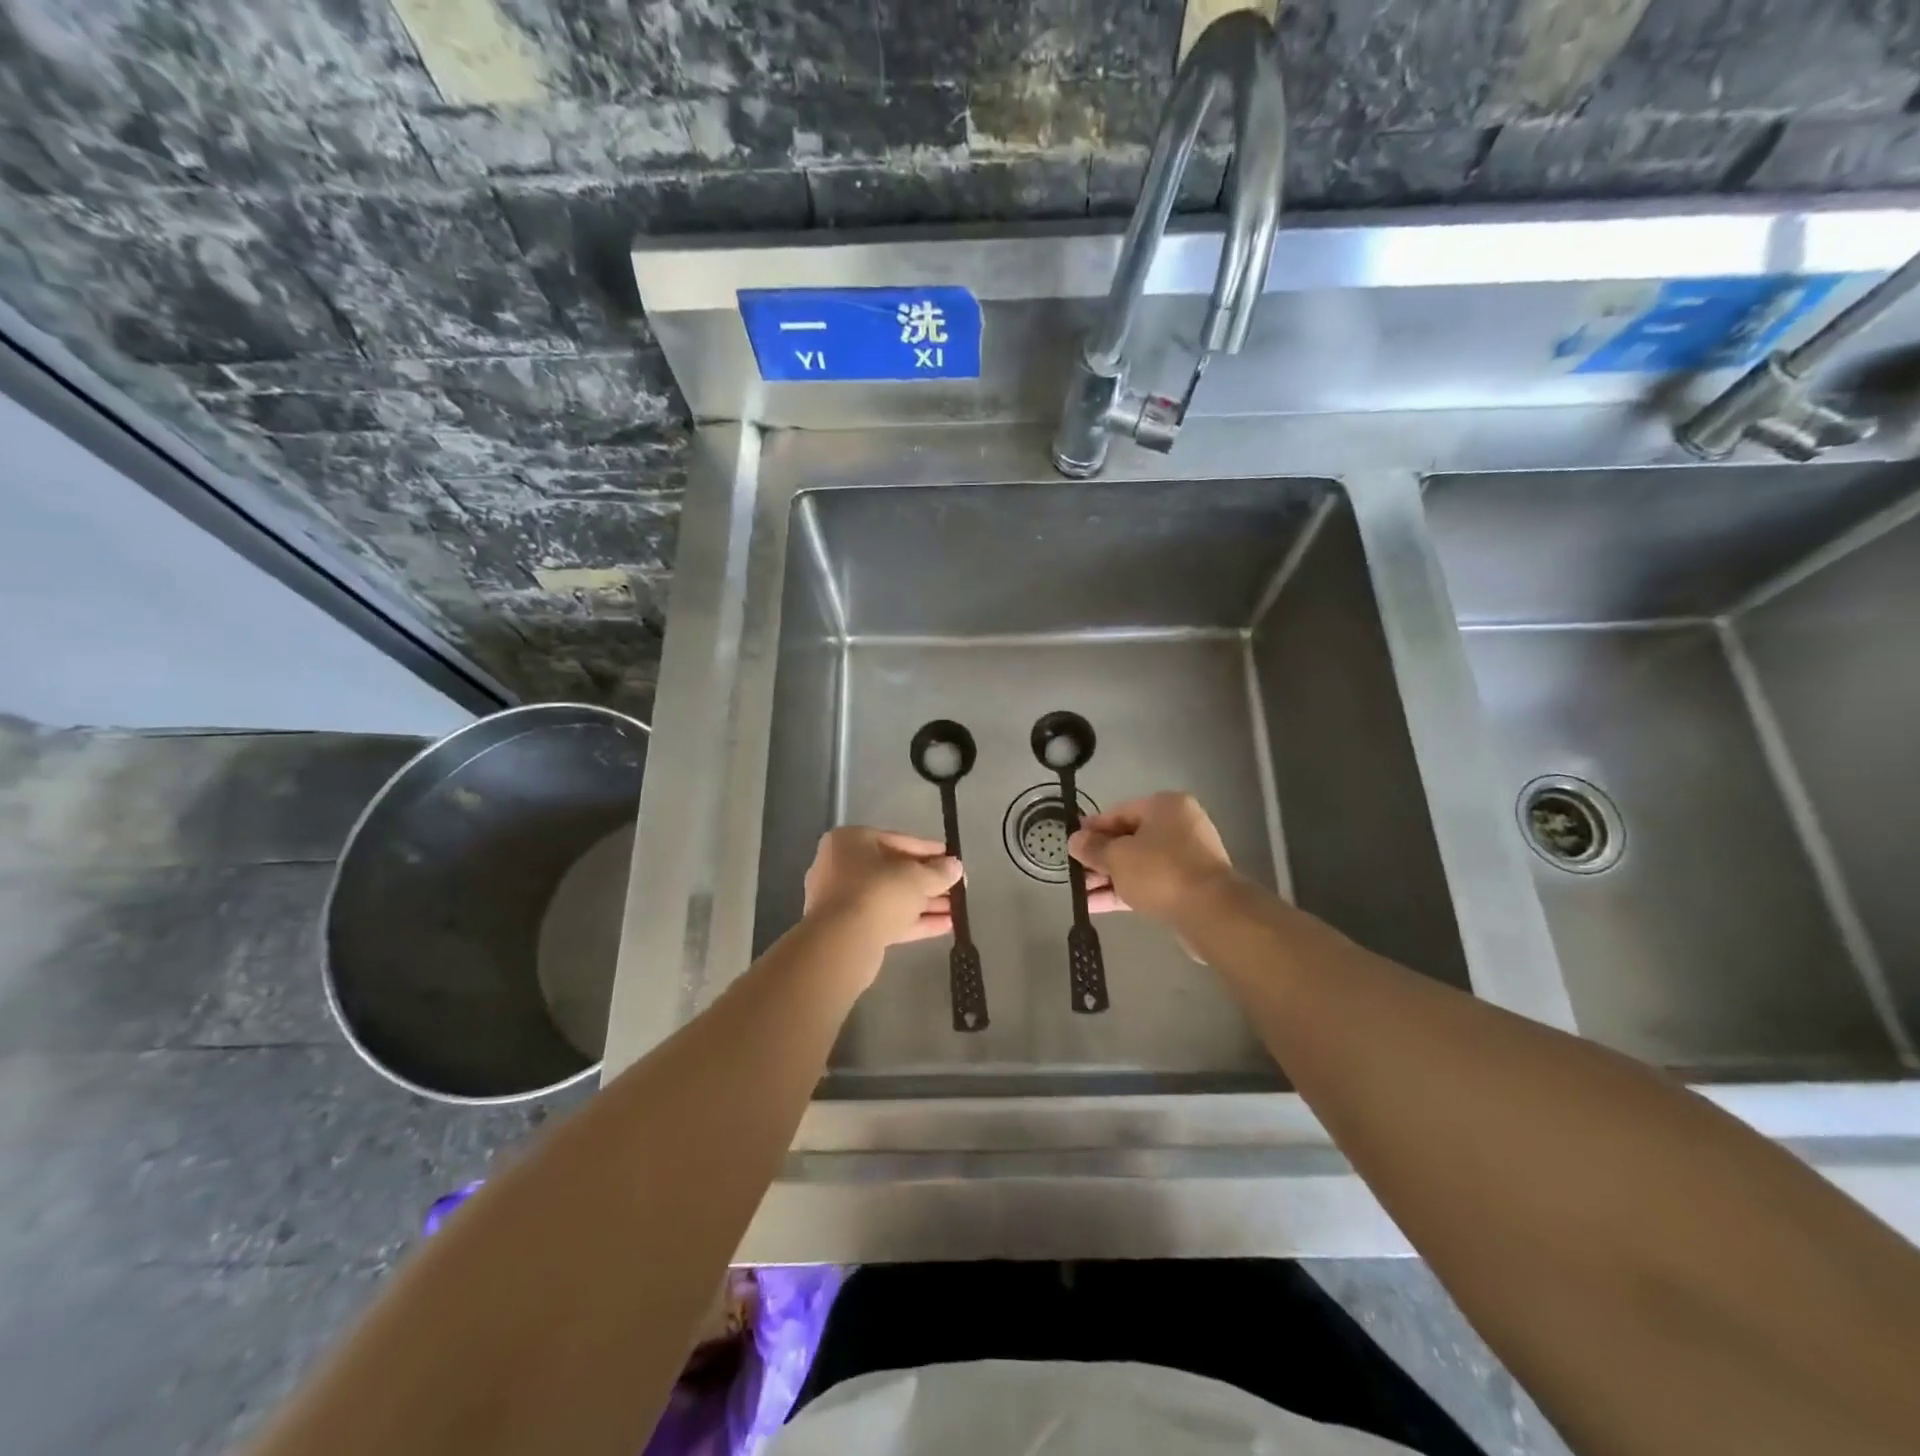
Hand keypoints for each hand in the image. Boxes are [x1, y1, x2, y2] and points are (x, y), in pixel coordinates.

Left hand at [803, 827, 962, 947]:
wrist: (842, 942)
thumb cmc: (878, 892)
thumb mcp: (916, 877)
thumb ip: (939, 871)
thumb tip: (955, 866)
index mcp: (850, 841)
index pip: (897, 840)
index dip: (929, 850)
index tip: (952, 858)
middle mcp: (841, 866)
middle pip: (893, 871)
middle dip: (928, 881)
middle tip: (957, 887)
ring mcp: (842, 900)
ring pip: (891, 898)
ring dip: (924, 903)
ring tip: (957, 909)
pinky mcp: (848, 929)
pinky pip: (886, 919)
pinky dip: (913, 921)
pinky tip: (946, 926)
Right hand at [1069, 792, 1235, 922]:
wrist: (1211, 913)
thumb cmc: (1160, 871)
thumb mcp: (1117, 856)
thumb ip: (1093, 848)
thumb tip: (1075, 841)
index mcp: (1165, 806)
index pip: (1119, 812)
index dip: (1092, 828)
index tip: (1071, 843)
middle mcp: (1179, 826)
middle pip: (1129, 839)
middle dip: (1100, 857)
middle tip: (1074, 871)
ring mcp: (1186, 858)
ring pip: (1138, 864)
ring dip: (1109, 877)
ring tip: (1080, 893)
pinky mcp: (1188, 887)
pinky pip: (1150, 883)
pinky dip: (1125, 891)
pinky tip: (1096, 905)